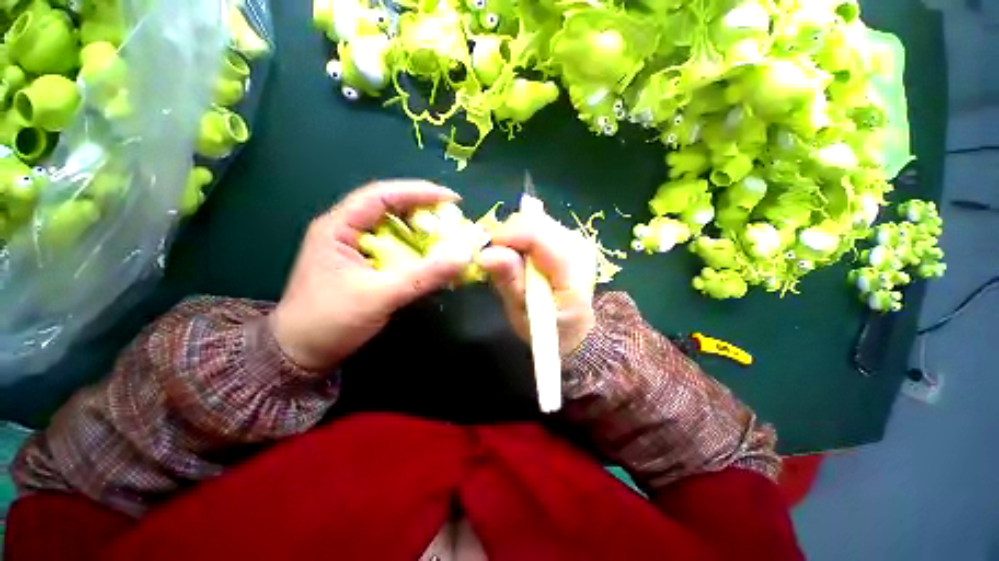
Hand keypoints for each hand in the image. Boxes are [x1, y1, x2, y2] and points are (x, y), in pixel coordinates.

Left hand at [270, 180, 469, 370]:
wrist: (302, 353)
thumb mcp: (379, 296)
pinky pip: (397, 250)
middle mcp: (347, 231)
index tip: (452, 199)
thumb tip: (463, 257)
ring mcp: (357, 248)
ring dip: (423, 233)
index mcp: (339, 227)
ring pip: (396, 230)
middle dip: (424, 212)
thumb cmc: (329, 321)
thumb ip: (422, 276)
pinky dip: (418, 252)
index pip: (381, 195)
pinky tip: (433, 259)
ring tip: (449, 238)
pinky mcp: (367, 265)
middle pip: (390, 209)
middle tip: (454, 220)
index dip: (418, 192)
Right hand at [478, 212, 597, 356]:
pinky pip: (539, 225)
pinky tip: (525, 257)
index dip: (507, 234)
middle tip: (498, 260)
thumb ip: (508, 282)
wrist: (575, 327)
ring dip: (516, 237)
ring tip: (513, 263)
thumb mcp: (522, 314)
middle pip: (535, 221)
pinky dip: (525, 237)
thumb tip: (484, 254)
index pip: (538, 235)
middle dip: (509, 235)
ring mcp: (577, 239)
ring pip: (535, 219)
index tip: (485, 247)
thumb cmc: (547, 327)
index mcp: (572, 272)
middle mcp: (579, 247)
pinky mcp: (571, 237)